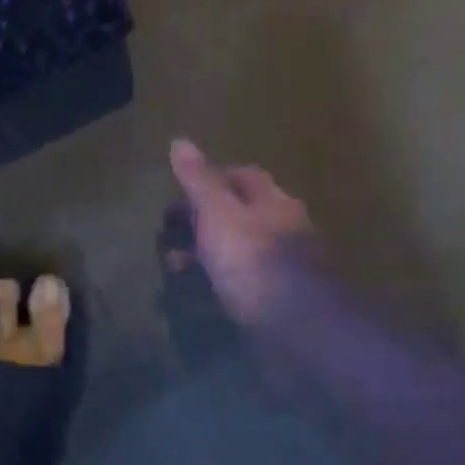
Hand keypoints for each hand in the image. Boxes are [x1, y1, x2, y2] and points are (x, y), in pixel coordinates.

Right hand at [168, 139, 315, 327]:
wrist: (296, 323)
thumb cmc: (251, 259)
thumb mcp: (217, 212)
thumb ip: (198, 180)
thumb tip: (179, 141)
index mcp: (271, 200)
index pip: (242, 175)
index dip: (210, 179)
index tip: (179, 194)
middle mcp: (282, 226)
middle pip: (239, 212)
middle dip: (202, 220)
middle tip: (169, 235)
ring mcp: (283, 264)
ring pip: (238, 248)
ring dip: (206, 253)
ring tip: (175, 268)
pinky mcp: (278, 296)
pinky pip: (241, 280)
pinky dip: (218, 281)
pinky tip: (201, 293)